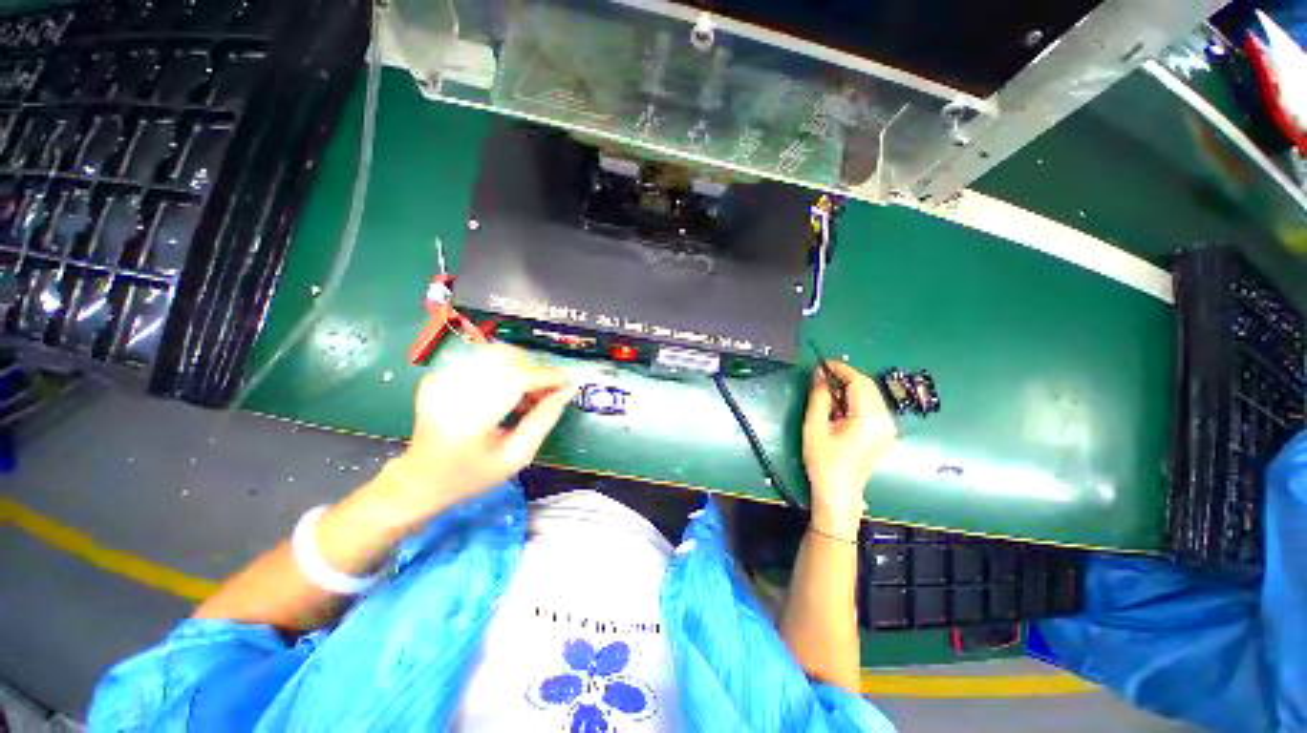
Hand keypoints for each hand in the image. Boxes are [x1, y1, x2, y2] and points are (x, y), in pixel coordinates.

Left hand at [355, 344, 575, 536]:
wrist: (420, 479)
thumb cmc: (471, 475)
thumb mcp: (516, 457)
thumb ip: (544, 420)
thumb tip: (567, 392)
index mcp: (468, 420)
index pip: (517, 380)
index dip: (548, 378)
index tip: (567, 384)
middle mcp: (450, 392)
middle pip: (508, 359)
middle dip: (536, 372)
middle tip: (547, 394)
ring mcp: (441, 379)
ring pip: (498, 354)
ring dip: (522, 369)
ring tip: (527, 394)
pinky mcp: (439, 375)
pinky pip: (484, 360)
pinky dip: (505, 371)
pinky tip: (508, 393)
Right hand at [802, 361, 897, 538]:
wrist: (838, 491)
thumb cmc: (823, 460)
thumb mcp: (814, 425)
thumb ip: (819, 396)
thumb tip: (819, 373)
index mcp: (869, 419)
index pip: (859, 382)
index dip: (841, 369)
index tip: (822, 365)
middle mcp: (885, 420)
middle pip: (868, 387)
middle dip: (845, 379)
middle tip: (822, 379)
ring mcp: (888, 427)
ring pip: (870, 396)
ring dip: (849, 390)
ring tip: (827, 395)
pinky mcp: (885, 433)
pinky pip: (872, 407)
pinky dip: (855, 401)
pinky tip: (839, 409)